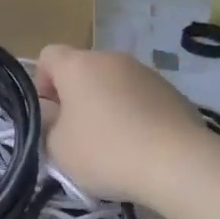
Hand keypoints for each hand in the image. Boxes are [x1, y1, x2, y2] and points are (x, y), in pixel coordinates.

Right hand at [34, 44, 211, 203]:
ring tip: (112, 144)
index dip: (41, 83)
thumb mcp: (57, 147)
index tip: (50, 115)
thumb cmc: (105, 151)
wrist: (178, 163)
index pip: (48, 56)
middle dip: (75, 98)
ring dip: (106, 106)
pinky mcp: (172, 92)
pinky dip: (134, 115)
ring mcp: (145, 73)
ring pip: (114, 84)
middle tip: (76, 135)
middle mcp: (112, 59)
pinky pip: (140, 99)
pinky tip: (140, 146)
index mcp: (78, 65)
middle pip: (83, 71)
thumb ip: (46, 125)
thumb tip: (53, 114)